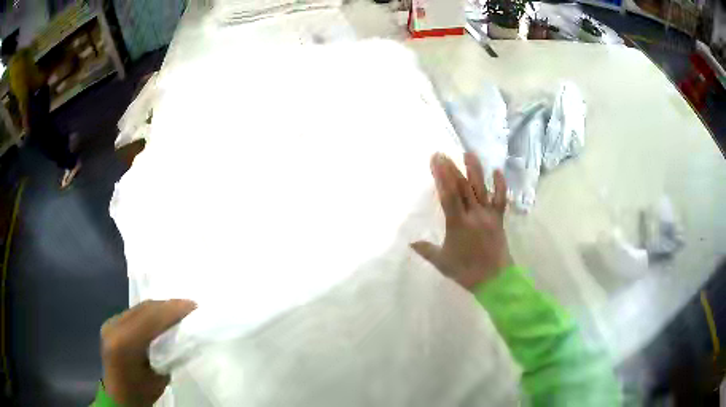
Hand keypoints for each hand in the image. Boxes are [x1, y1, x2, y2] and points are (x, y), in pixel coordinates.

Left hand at [101, 299, 196, 406]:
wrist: (119, 396)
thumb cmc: (142, 392)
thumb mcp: (160, 376)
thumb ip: (167, 352)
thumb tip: (182, 334)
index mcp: (125, 343)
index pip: (150, 318)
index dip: (172, 309)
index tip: (193, 307)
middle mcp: (114, 326)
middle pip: (144, 309)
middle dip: (168, 305)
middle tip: (190, 306)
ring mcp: (110, 323)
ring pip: (139, 308)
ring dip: (160, 307)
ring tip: (179, 308)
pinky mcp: (111, 323)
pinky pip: (134, 312)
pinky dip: (150, 312)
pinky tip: (162, 315)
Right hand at [412, 152, 511, 289]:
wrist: (495, 280)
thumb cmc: (466, 271)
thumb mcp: (442, 262)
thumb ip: (426, 250)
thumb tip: (410, 242)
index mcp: (458, 224)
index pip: (448, 195)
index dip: (442, 176)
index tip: (435, 160)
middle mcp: (474, 215)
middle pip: (463, 187)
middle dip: (452, 169)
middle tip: (443, 154)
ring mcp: (488, 215)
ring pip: (481, 188)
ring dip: (475, 170)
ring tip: (468, 153)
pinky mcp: (499, 219)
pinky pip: (501, 199)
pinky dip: (500, 185)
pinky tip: (497, 171)